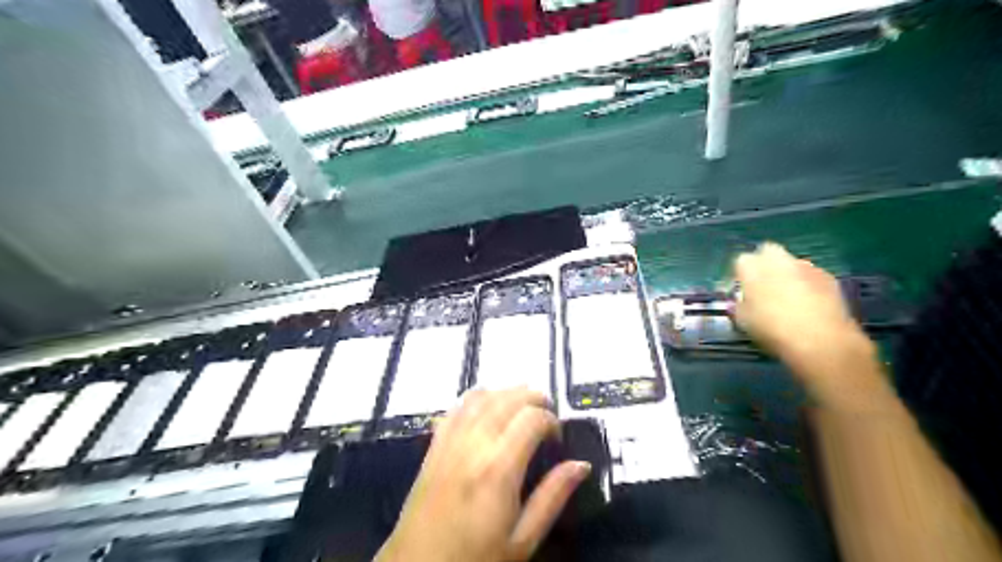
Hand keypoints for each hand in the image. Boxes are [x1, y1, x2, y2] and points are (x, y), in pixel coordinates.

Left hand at [375, 389, 593, 560]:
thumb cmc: (476, 558)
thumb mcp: (522, 539)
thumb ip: (552, 497)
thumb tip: (581, 465)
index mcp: (498, 468)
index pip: (532, 419)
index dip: (551, 420)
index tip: (558, 438)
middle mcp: (473, 444)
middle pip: (507, 399)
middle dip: (533, 397)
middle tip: (547, 413)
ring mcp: (450, 441)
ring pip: (481, 397)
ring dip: (506, 393)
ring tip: (523, 405)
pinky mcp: (434, 445)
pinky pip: (457, 407)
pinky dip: (477, 398)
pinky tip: (488, 407)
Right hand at [733, 240, 877, 399]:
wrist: (820, 340)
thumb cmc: (772, 328)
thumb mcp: (743, 320)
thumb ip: (738, 306)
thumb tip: (739, 302)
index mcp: (752, 267)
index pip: (741, 261)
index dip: (740, 275)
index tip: (741, 290)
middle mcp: (778, 259)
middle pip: (768, 252)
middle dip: (765, 264)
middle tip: (763, 286)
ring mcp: (806, 266)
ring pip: (791, 264)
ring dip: (787, 274)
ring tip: (788, 298)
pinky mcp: (829, 277)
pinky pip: (811, 276)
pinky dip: (807, 285)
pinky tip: (809, 305)